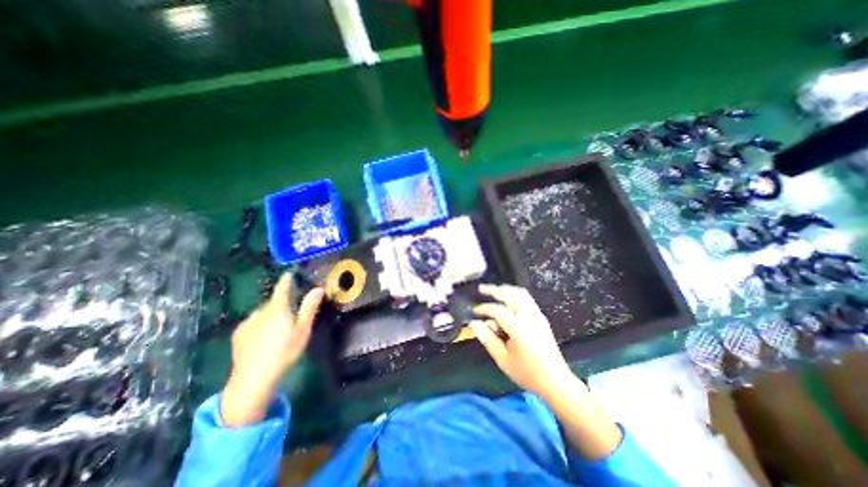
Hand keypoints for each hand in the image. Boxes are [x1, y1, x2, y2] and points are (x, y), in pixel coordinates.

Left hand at [218, 275, 323, 424]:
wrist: (253, 378)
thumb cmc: (284, 351)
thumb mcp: (303, 329)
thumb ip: (309, 307)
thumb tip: (318, 289)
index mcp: (278, 308)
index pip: (282, 288)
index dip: (286, 279)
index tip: (289, 273)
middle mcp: (260, 311)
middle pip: (273, 301)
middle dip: (282, 303)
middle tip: (291, 314)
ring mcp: (247, 322)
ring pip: (263, 312)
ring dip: (271, 314)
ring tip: (277, 329)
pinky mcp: (238, 334)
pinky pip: (252, 322)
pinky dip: (259, 324)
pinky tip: (263, 338)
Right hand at [468, 283, 575, 401]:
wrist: (556, 382)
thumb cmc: (527, 374)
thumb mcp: (503, 360)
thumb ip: (488, 339)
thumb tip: (474, 324)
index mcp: (520, 329)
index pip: (498, 310)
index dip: (484, 308)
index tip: (474, 311)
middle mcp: (530, 318)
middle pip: (512, 294)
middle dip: (495, 290)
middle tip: (482, 289)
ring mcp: (538, 316)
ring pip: (521, 294)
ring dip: (505, 290)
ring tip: (493, 291)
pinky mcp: (541, 318)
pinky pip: (526, 299)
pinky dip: (514, 295)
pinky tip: (506, 301)